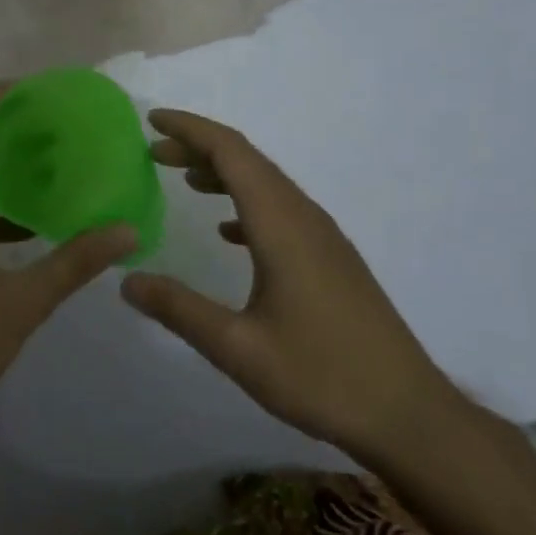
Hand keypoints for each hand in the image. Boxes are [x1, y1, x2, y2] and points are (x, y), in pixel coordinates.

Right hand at [121, 109, 465, 454]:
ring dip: (223, 173)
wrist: (409, 414)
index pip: (231, 152)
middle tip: (154, 153)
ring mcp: (323, 236)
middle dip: (199, 147)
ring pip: (266, 183)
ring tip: (184, 180)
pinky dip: (246, 203)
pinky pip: (281, 210)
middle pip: (248, 161)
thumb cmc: (322, 376)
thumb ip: (179, 310)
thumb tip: (126, 280)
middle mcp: (304, 217)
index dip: (190, 129)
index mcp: (281, 224)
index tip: (151, 120)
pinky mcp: (331, 258)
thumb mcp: (238, 349)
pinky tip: (227, 232)